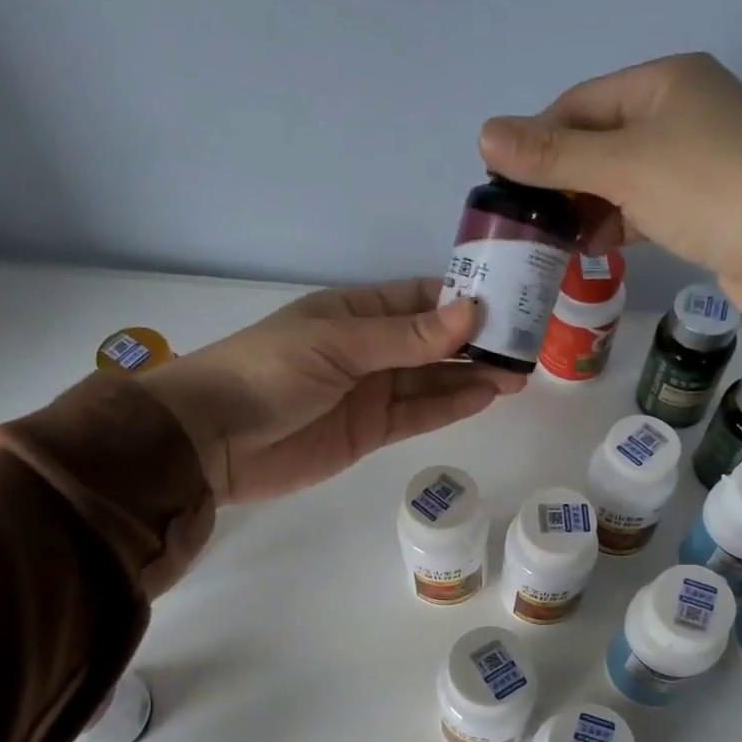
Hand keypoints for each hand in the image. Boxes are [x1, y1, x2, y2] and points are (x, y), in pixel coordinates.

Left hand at [138, 280, 522, 503]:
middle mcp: (367, 349)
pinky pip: (417, 415)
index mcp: (355, 312)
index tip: (512, 303)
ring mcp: (370, 392)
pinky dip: (449, 407)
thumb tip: (471, 314)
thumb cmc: (268, 374)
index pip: (420, 299)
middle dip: (477, 344)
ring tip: (518, 376)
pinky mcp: (369, 432)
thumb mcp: (337, 345)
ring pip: (431, 381)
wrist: (214, 442)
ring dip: (471, 377)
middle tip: (527, 346)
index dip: (464, 300)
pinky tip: (484, 397)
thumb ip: (404, 337)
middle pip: (433, 342)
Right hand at [477, 53, 741, 335]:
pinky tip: (597, 250)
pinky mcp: (704, 205)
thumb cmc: (707, 189)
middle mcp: (681, 111)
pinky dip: (618, 225)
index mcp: (663, 82)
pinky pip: (645, 208)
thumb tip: (485, 134)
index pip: (580, 103)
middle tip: (524, 222)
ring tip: (552, 242)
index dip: (537, 140)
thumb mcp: (622, 166)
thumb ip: (554, 155)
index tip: (503, 186)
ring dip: (586, 208)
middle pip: (599, 141)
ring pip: (621, 179)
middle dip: (561, 180)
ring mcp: (696, 160)